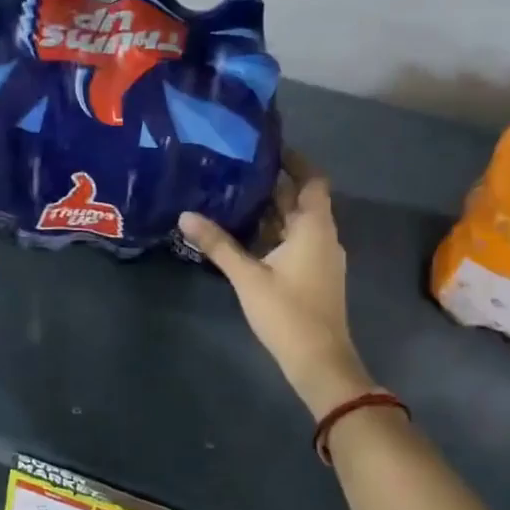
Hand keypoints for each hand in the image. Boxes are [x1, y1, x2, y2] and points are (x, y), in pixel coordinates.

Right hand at [180, 155, 378, 419]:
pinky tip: (246, 233)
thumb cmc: (288, 312)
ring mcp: (321, 256)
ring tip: (236, 194)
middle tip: (238, 168)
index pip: (312, 180)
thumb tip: (185, 215)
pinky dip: (275, 231)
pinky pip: (296, 240)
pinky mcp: (315, 274)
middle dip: (274, 183)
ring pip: (297, 221)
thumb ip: (218, 244)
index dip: (294, 161)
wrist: (319, 361)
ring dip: (273, 209)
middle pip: (302, 199)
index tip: (266, 147)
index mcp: (314, 227)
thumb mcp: (247, 276)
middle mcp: (323, 235)